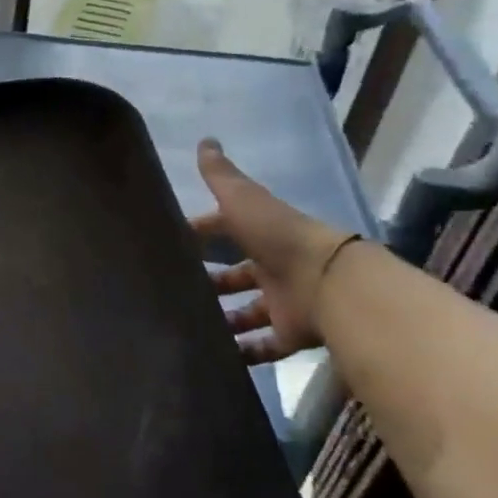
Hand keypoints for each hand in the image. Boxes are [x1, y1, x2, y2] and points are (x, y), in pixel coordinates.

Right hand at [191, 139, 351, 365]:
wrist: (328, 283)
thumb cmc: (278, 237)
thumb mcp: (243, 200)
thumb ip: (222, 176)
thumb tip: (205, 140)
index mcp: (262, 235)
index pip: (226, 231)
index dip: (201, 235)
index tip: (170, 244)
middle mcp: (274, 268)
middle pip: (236, 276)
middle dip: (209, 282)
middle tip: (173, 290)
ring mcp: (283, 303)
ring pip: (246, 313)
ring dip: (221, 320)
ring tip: (187, 325)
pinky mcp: (290, 335)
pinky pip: (263, 346)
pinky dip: (242, 353)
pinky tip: (214, 356)